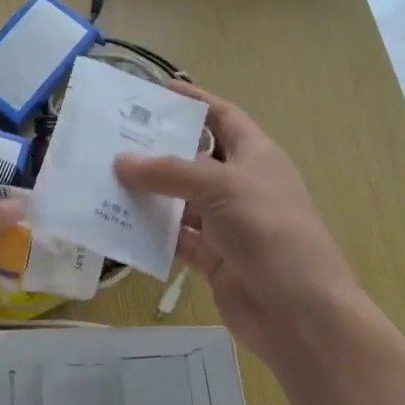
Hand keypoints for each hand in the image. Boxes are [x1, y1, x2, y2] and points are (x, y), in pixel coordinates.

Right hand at [115, 85, 365, 369]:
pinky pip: (175, 236)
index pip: (222, 116)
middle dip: (158, 148)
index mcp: (256, 155)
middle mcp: (240, 184)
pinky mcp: (213, 257)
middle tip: (113, 137)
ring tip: (103, 177)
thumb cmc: (270, 232)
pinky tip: (118, 222)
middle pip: (194, 157)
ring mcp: (226, 223)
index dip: (194, 101)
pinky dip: (151, 231)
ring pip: (180, 199)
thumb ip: (169, 173)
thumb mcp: (221, 188)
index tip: (155, 92)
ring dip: (148, 191)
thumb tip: (120, 161)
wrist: (301, 313)